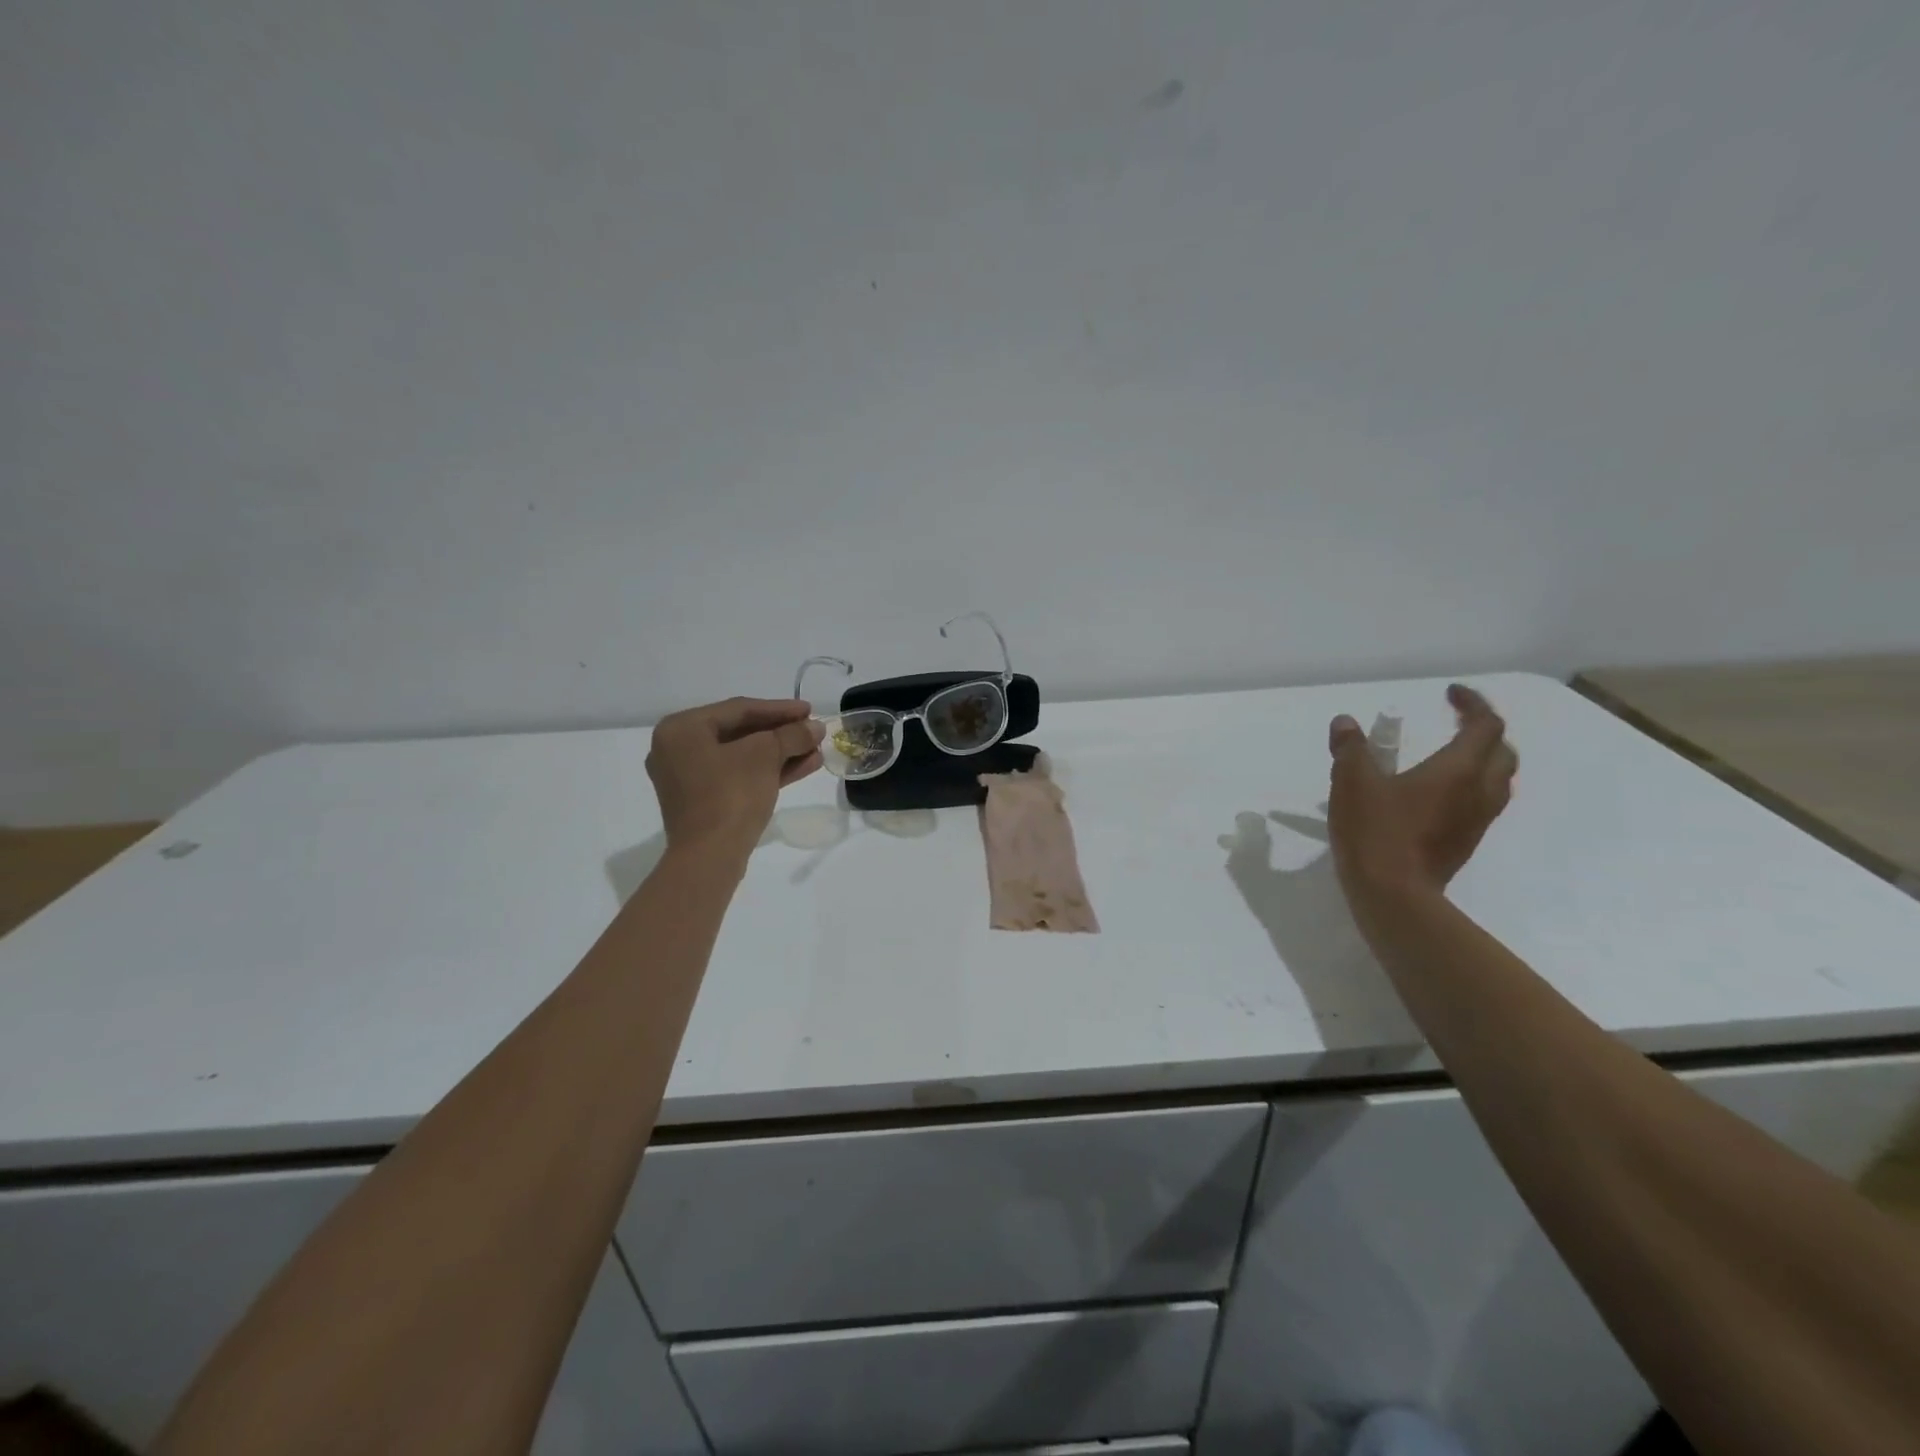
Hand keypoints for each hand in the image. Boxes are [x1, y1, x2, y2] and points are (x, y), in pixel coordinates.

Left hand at [647, 698, 824, 857]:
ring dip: (781, 753)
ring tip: (816, 751)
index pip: (739, 709)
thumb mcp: (765, 755)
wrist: (709, 857)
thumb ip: (791, 735)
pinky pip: (738, 776)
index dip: (779, 709)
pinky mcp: (702, 802)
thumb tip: (815, 728)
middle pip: (740, 733)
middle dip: (782, 733)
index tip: (810, 710)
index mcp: (681, 729)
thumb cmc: (730, 794)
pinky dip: (768, 771)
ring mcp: (688, 779)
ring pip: (742, 757)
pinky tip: (803, 767)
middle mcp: (677, 749)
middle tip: (813, 731)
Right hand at [1326, 684, 1517, 902]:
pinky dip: (1470, 787)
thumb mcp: (1352, 782)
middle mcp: (1478, 792)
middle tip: (1454, 724)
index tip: (1450, 694)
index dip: (1473, 704)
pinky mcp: (1466, 843)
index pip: (1486, 726)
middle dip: (1483, 732)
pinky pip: (1482, 804)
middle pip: (1502, 752)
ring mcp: (1476, 821)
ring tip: (1451, 756)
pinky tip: (1438, 794)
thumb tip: (1345, 723)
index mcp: (1458, 770)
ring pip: (1498, 781)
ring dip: (1482, 761)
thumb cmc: (1375, 831)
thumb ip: (1351, 749)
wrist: (1393, 894)